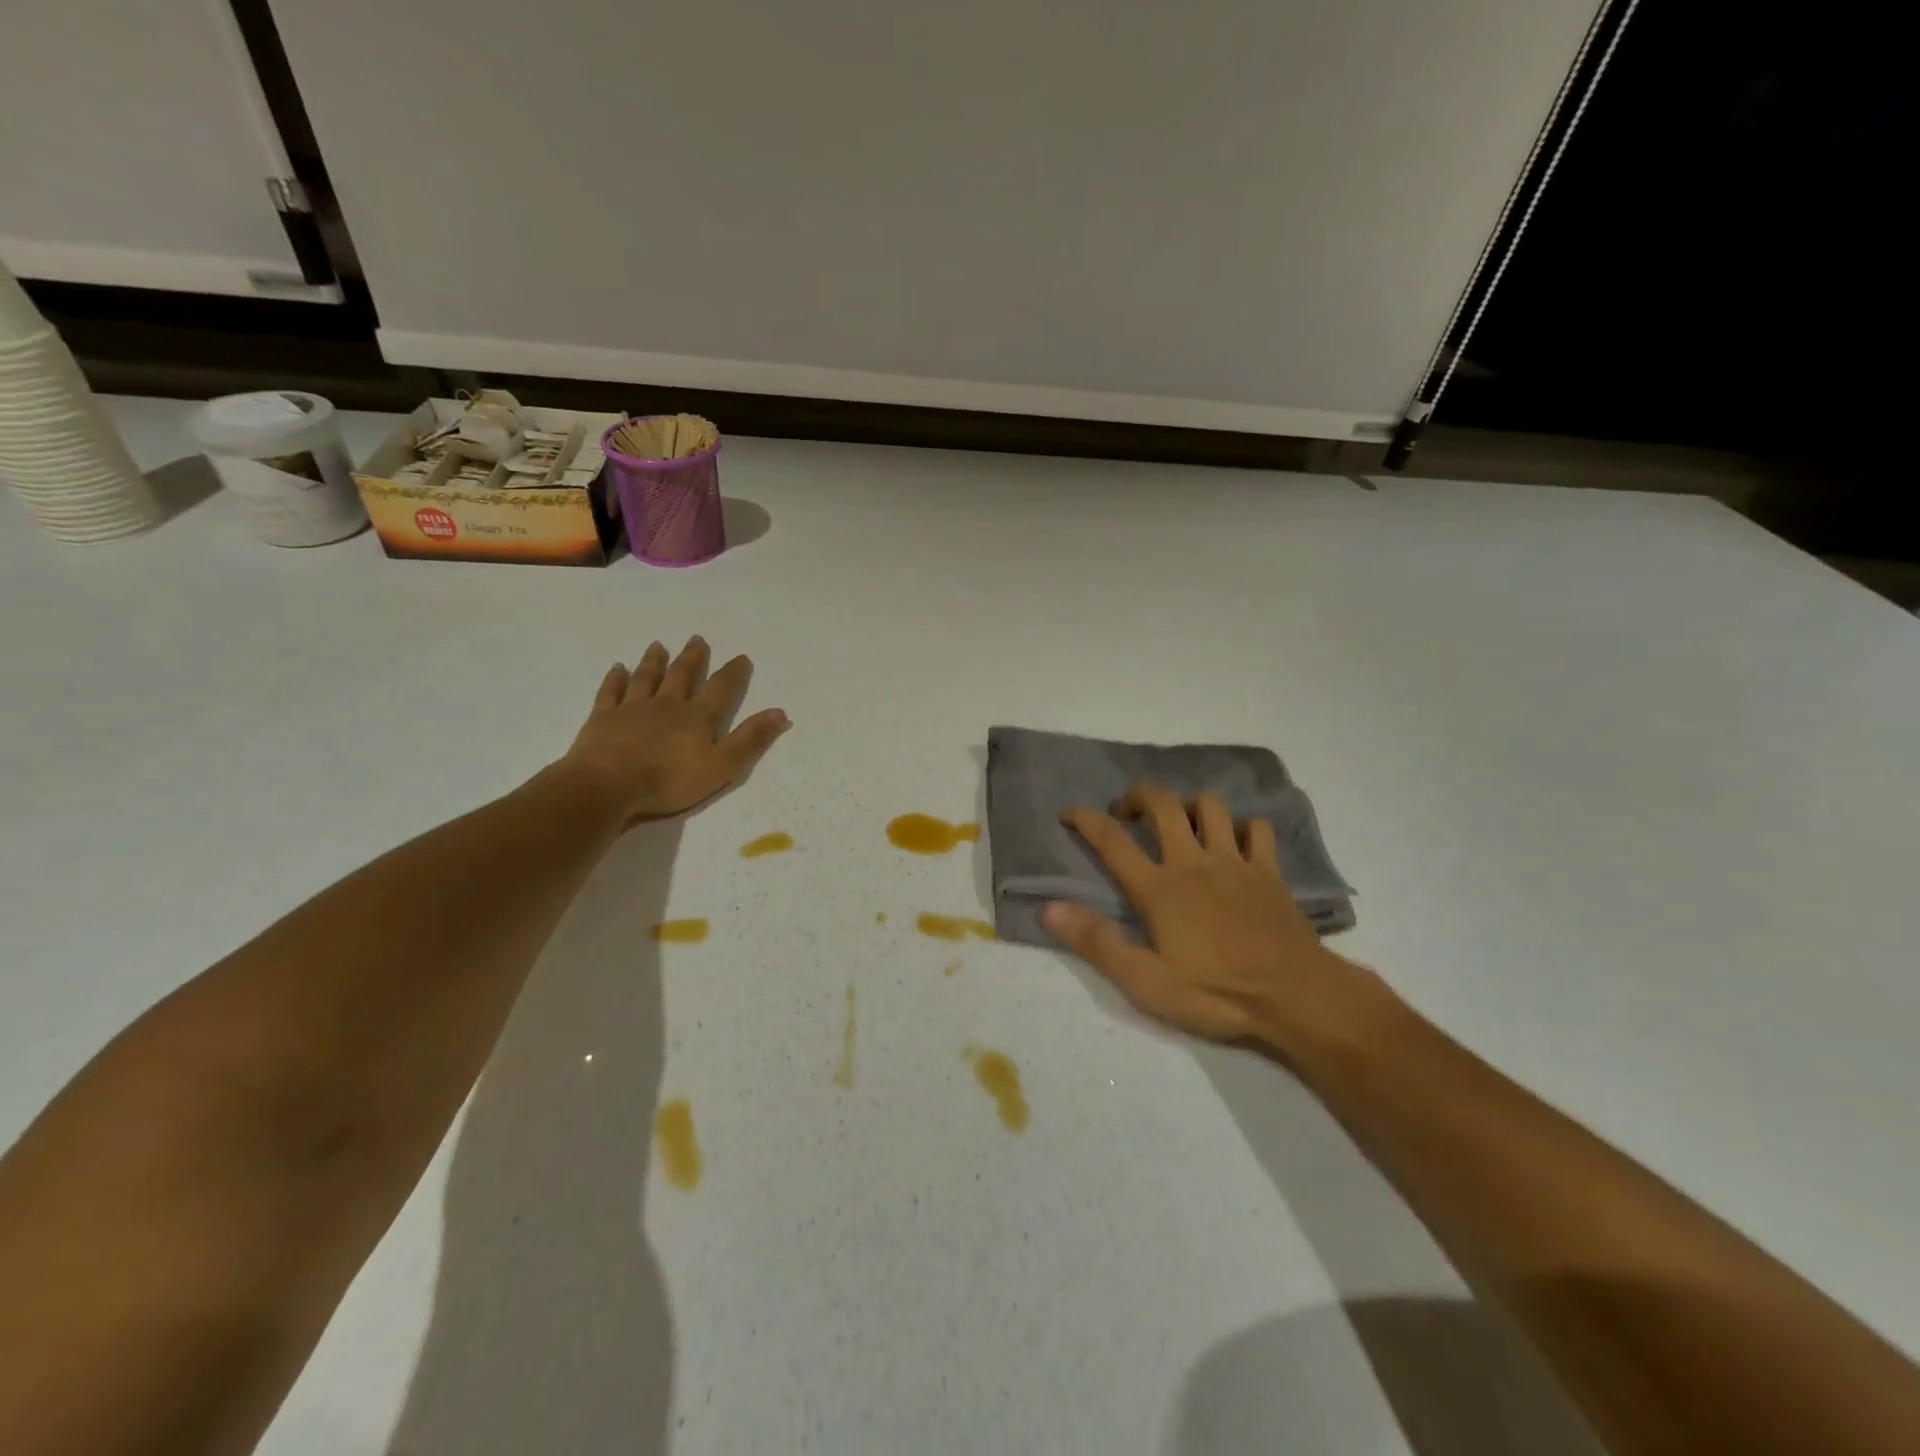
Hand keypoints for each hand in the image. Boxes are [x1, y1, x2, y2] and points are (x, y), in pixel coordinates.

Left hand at [560, 636, 789, 824]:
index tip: (741, 657)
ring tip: (658, 645)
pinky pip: (611, 692)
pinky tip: (618, 668)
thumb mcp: (722, 766)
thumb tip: (780, 713)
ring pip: (647, 678)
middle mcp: (667, 705)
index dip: (733, 674)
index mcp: (697, 718)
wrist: (608, 784)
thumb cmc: (669, 780)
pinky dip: (615, 679)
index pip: (720, 690)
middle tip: (697, 639)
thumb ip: (751, 739)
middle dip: (692, 658)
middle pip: (682, 676)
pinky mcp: (603, 718)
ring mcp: (632, 709)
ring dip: (654, 661)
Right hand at [1043, 784, 1382, 1052]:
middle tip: (1128, 813)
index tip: (1068, 812)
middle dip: (1140, 797)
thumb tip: (1049, 908)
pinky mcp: (1269, 872)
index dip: (1085, 820)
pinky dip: (1244, 827)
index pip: (1112, 841)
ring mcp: (1235, 862)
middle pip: (1163, 805)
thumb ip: (1097, 942)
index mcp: (1159, 888)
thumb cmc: (1216, 992)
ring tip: (1182, 823)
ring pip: (1211, 807)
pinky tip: (1236, 841)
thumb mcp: (1146, 980)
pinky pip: (1257, 829)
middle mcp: (1193, 862)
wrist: (1296, 996)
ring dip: (1190, 805)